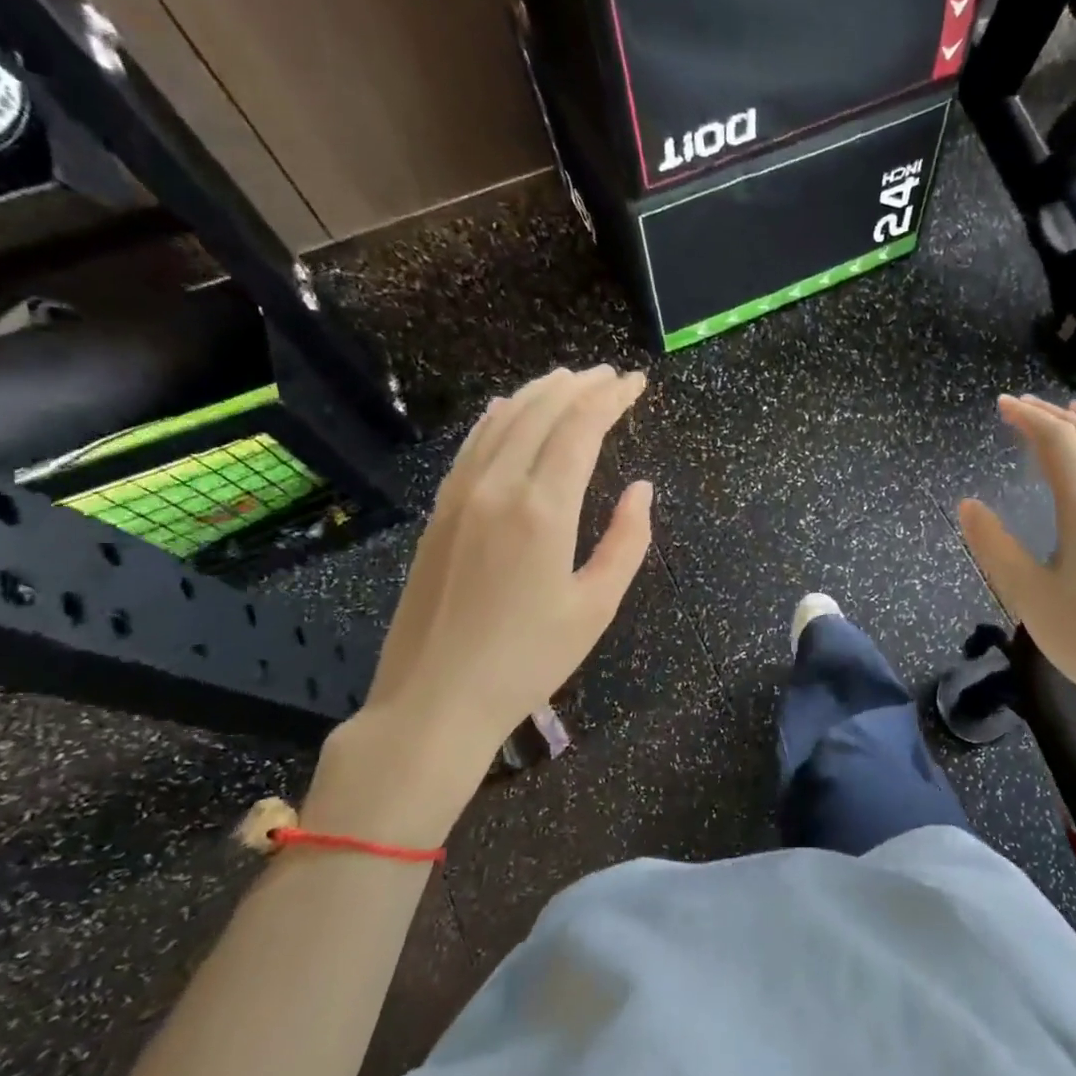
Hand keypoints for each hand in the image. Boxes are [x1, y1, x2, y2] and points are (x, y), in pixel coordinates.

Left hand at [303, 366, 652, 846]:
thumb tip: (641, 489)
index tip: (636, 383)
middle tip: (610, 376)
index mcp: (543, 510)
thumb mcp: (596, 607)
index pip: (580, 429)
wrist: (434, 699)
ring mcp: (460, 496)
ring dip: (539, 394)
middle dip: (580, 387)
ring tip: (568, 379)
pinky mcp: (439, 513)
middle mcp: (498, 488)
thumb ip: (627, 541)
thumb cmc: (528, 659)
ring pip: (503, 422)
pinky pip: (472, 446)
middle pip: (541, 414)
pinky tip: (507, 408)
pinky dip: (497, 418)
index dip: (611, 399)